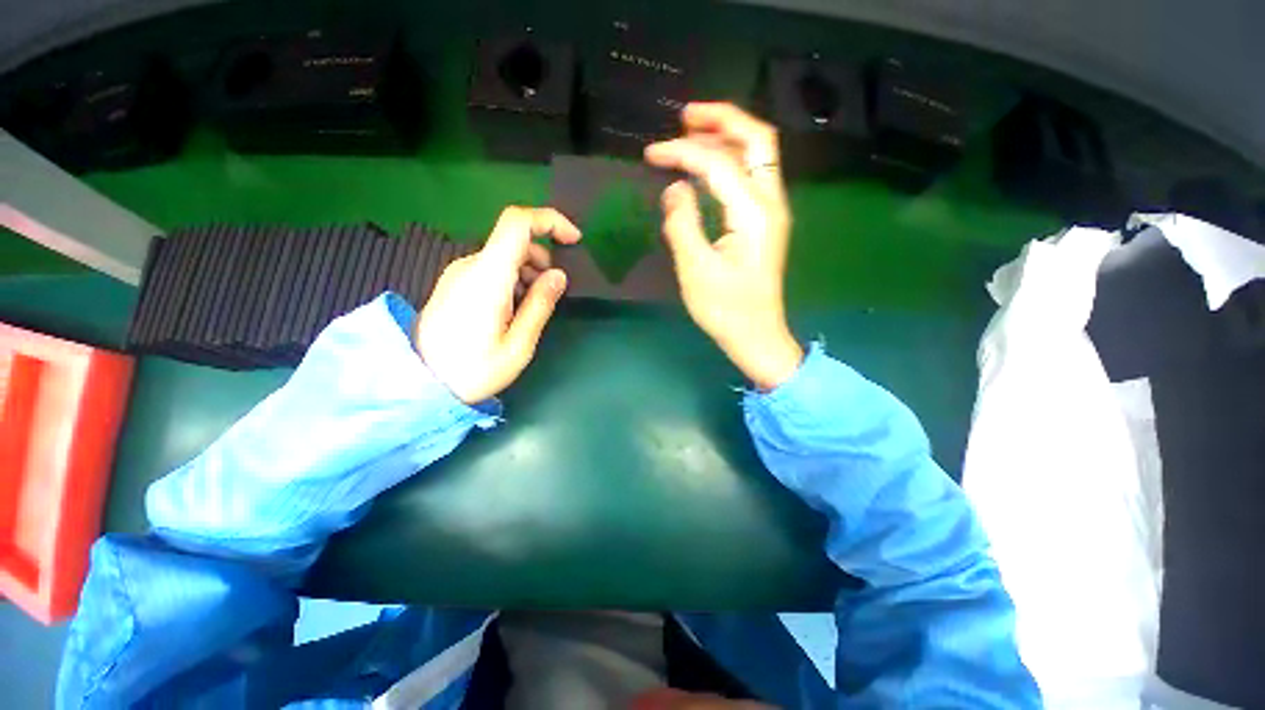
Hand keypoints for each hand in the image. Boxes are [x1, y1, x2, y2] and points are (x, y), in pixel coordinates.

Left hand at [415, 207, 580, 403]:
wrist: (421, 383)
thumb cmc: (474, 370)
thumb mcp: (519, 345)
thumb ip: (540, 305)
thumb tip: (559, 275)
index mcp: (488, 277)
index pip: (517, 223)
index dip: (550, 221)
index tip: (573, 241)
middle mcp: (470, 265)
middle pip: (514, 241)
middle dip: (542, 261)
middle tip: (549, 297)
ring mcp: (459, 273)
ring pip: (504, 256)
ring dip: (527, 273)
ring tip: (527, 311)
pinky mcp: (454, 283)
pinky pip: (491, 269)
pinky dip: (512, 280)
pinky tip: (510, 311)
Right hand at [645, 102, 802, 389]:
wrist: (756, 335)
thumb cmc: (726, 309)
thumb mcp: (696, 270)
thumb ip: (682, 224)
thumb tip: (674, 189)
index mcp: (754, 213)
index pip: (718, 163)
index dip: (683, 152)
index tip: (651, 155)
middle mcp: (771, 202)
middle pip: (757, 140)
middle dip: (722, 120)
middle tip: (685, 117)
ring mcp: (772, 211)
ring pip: (758, 155)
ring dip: (727, 137)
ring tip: (691, 133)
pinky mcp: (764, 223)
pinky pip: (751, 177)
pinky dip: (729, 162)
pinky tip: (706, 168)